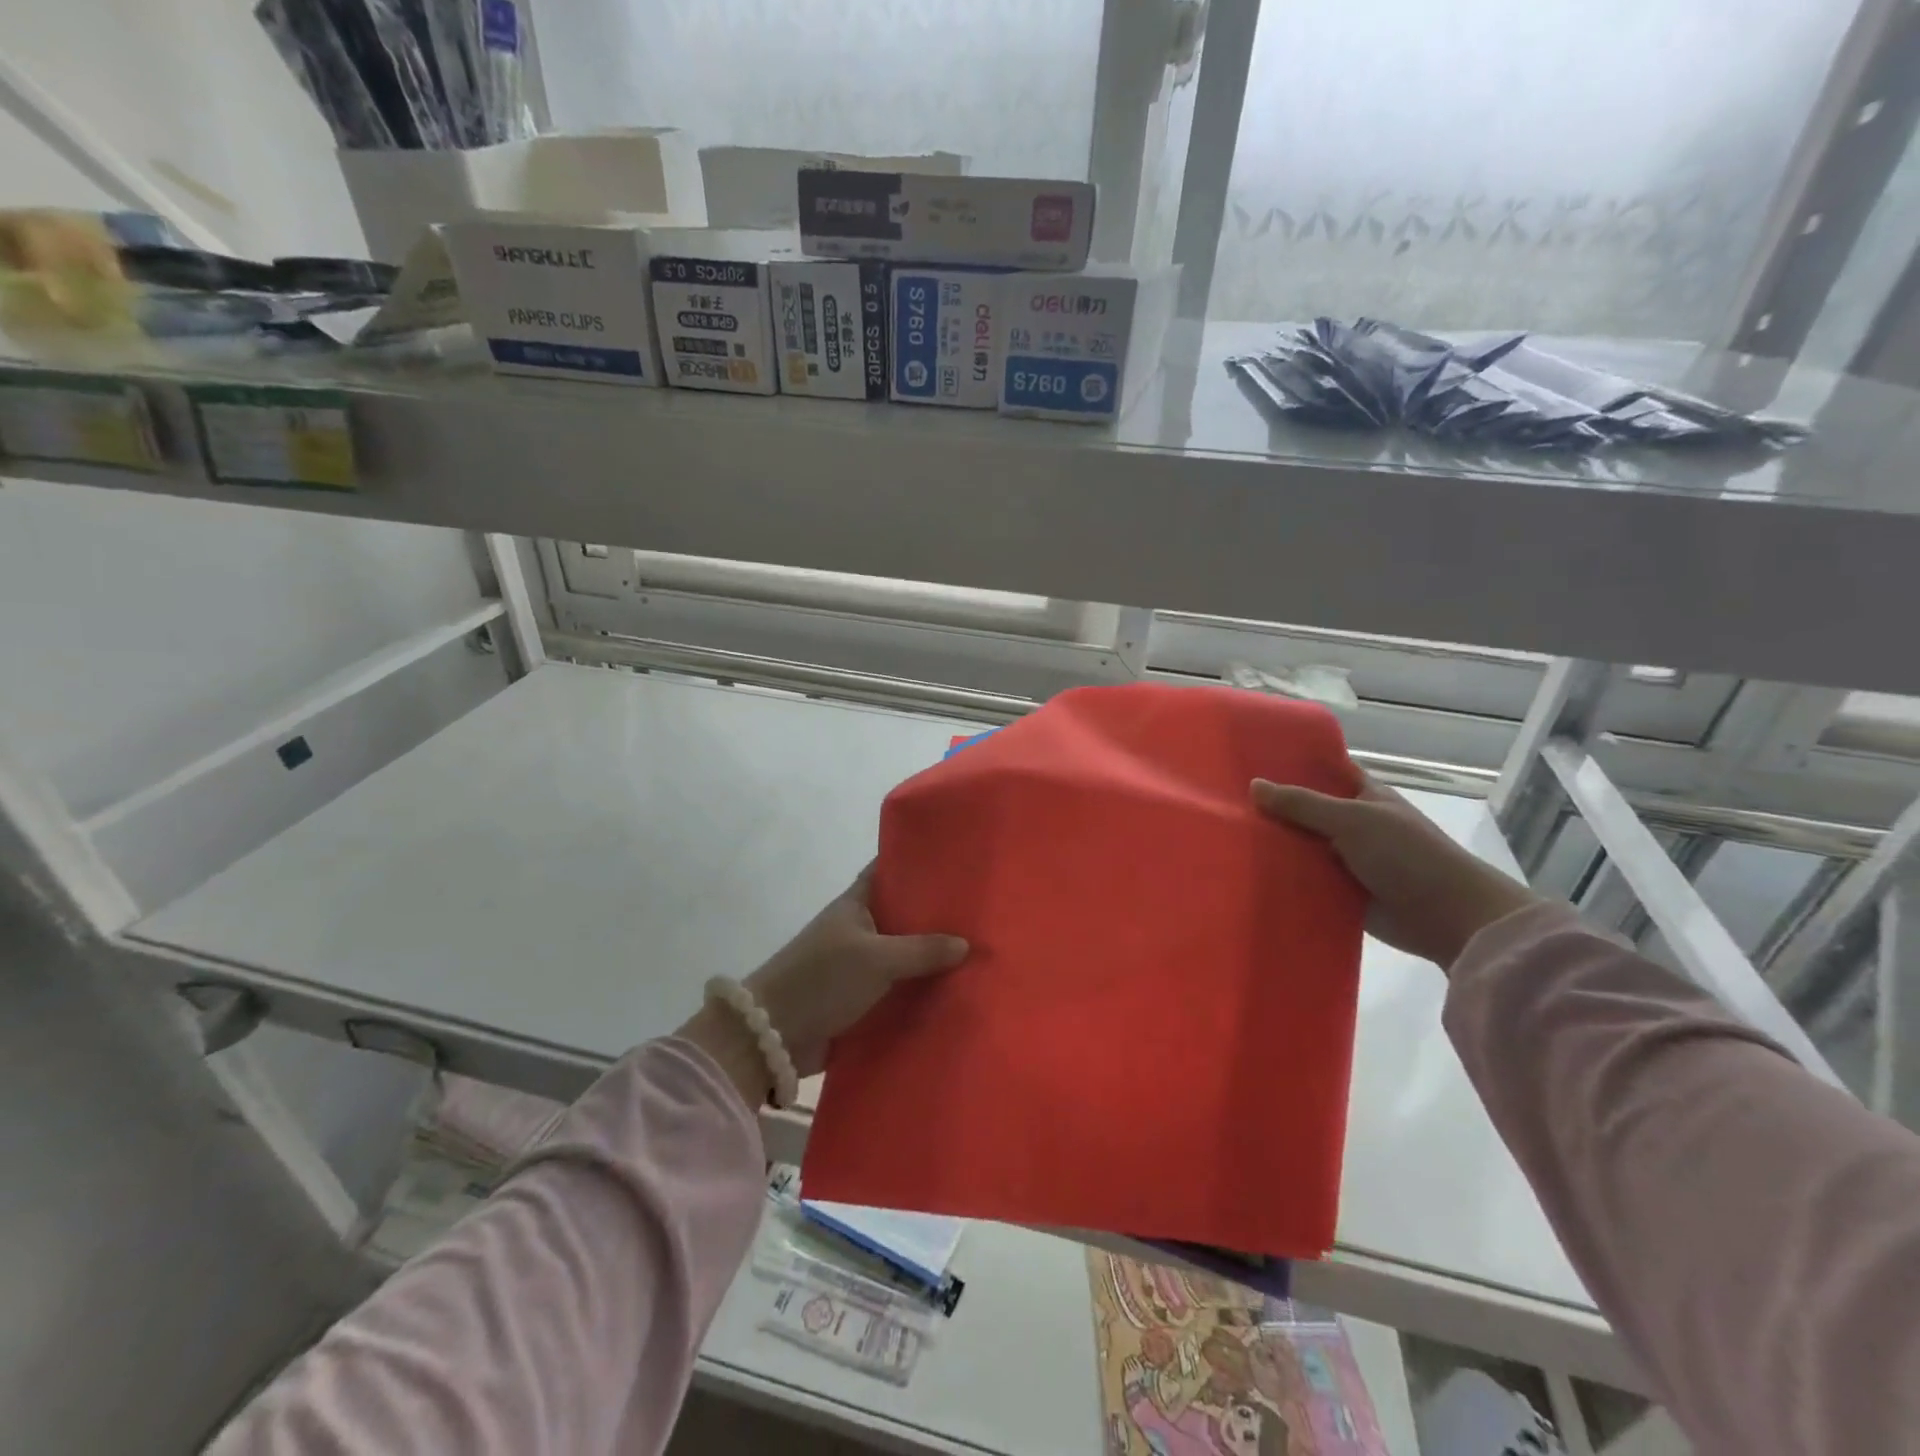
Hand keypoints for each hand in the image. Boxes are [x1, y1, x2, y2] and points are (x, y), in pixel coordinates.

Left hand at [744, 865, 968, 1077]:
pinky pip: (896, 987)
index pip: (888, 870)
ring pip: (902, 953)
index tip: (954, 859)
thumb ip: (921, 950)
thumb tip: (966, 944)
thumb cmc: (822, 979)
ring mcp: (857, 963)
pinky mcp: (858, 997)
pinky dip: (918, 988)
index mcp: (855, 904)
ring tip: (978, 952)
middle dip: (935, 915)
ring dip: (930, 956)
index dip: (916, 862)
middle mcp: (858, 928)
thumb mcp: (876, 959)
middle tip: (980, 913)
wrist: (772, 1035)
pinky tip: (952, 991)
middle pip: (902, 914)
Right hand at [1251, 770, 1541, 967]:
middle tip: (1221, 802)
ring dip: (1273, 846)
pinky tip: (1246, 873)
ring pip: (1300, 846)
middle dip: (1271, 808)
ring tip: (1223, 838)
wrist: (1449, 917)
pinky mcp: (1340, 892)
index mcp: (1362, 796)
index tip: (1249, 760)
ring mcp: (1345, 859)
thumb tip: (1253, 785)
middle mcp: (1352, 824)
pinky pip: (1304, 880)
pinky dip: (1282, 877)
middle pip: (1303, 811)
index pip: (1322, 771)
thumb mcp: (1353, 820)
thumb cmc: (1407, 855)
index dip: (1290, 765)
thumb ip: (1303, 804)